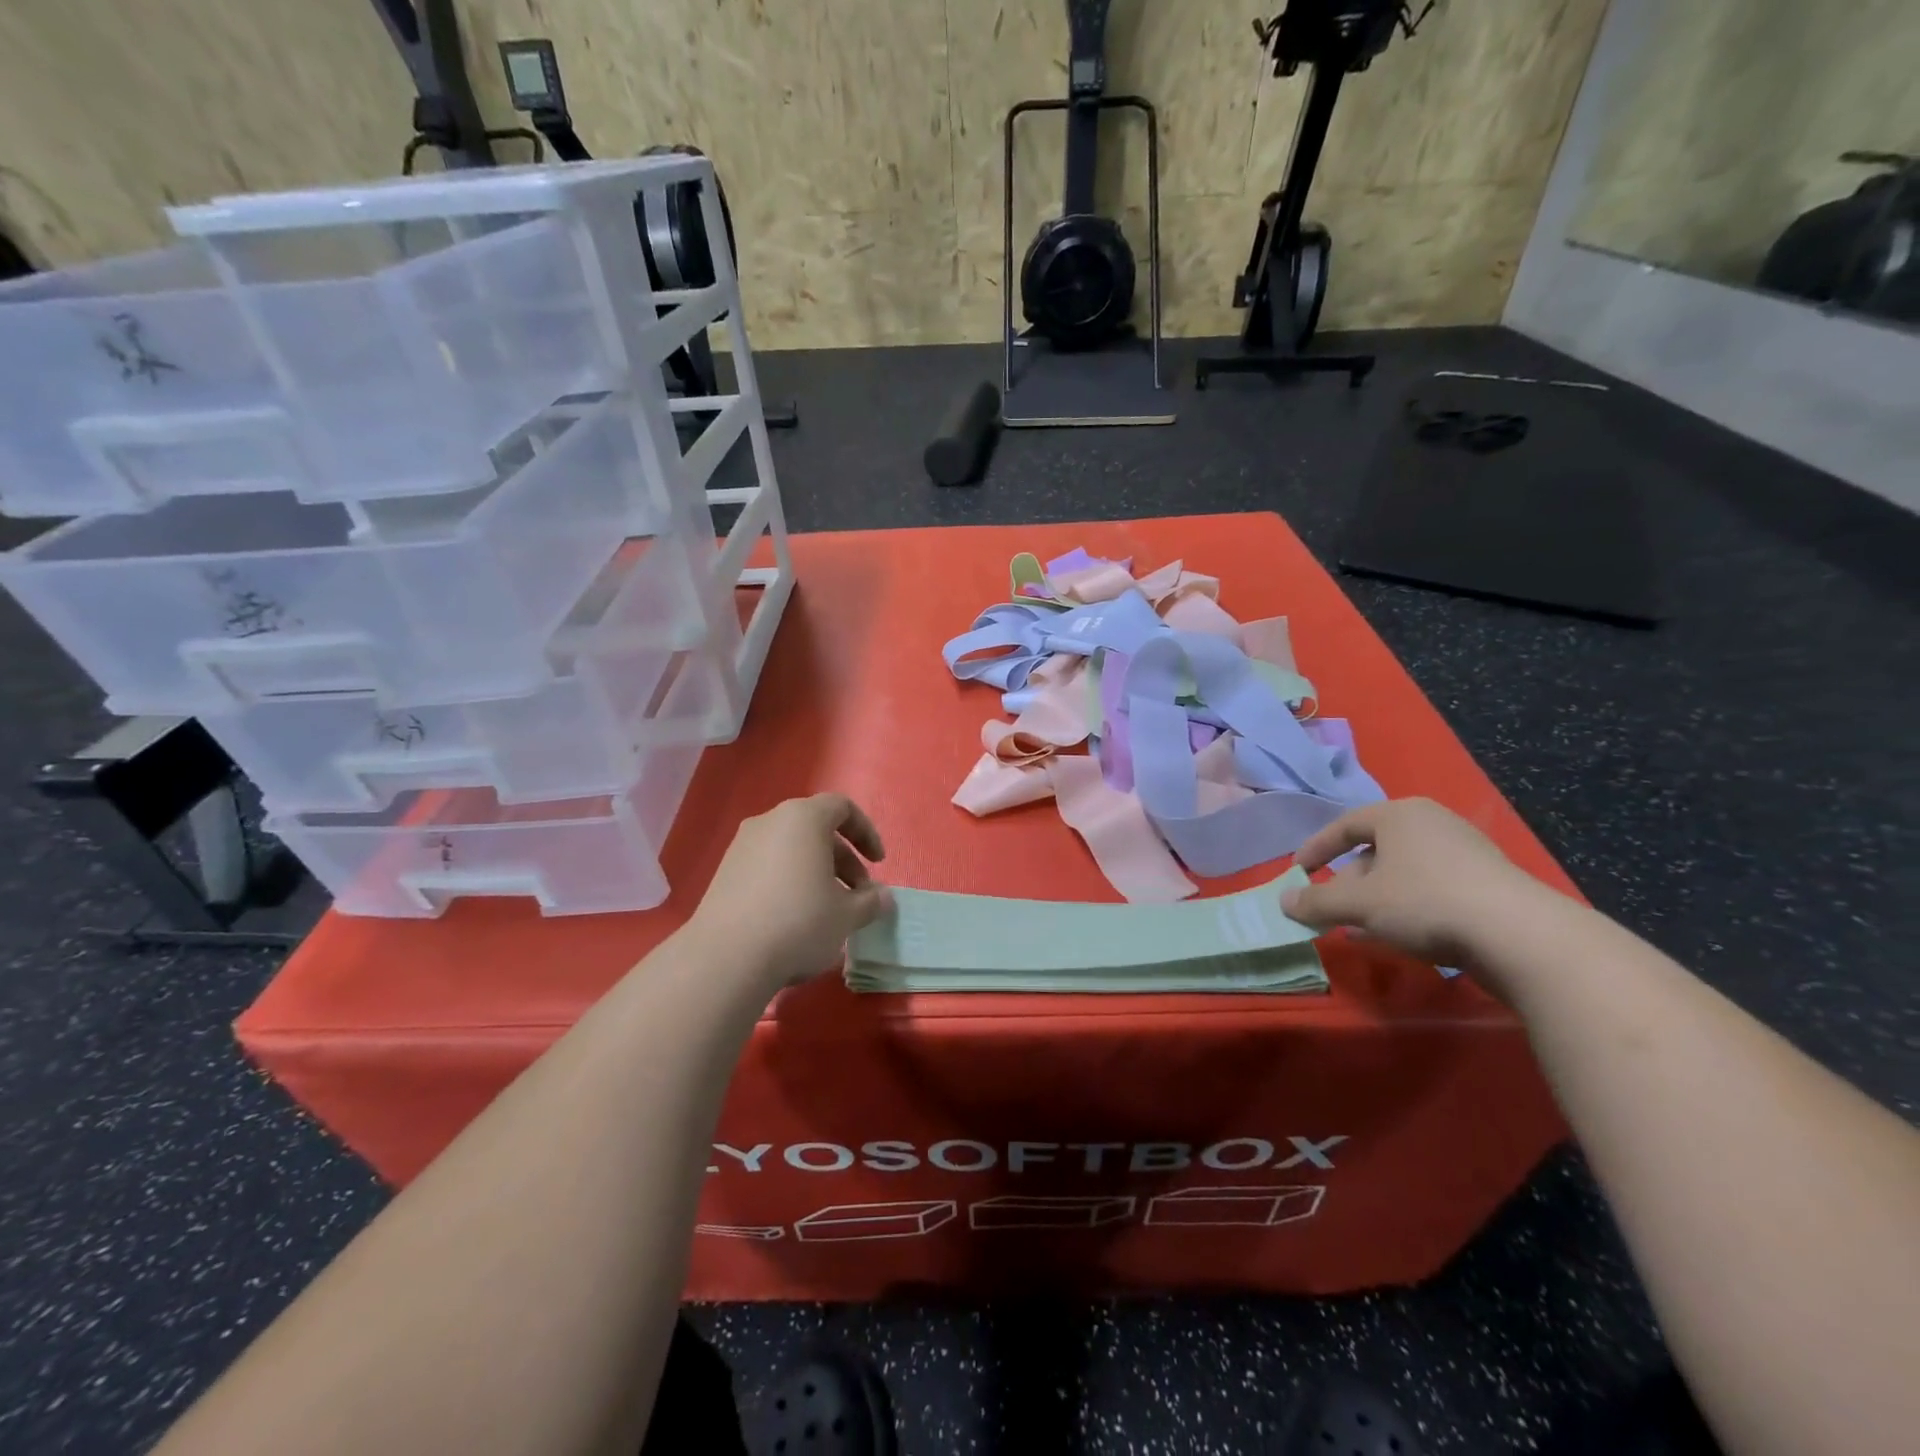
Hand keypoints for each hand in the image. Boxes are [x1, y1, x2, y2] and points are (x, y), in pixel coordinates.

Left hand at [686, 794, 891, 991]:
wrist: (726, 958)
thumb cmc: (799, 923)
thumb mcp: (847, 915)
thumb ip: (871, 901)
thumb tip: (883, 897)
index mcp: (803, 818)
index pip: (842, 807)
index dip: (866, 832)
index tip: (878, 863)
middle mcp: (770, 822)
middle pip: (816, 828)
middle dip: (843, 858)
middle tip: (857, 894)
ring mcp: (742, 846)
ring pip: (791, 848)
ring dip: (816, 871)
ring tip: (828, 910)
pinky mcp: (724, 872)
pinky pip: (768, 865)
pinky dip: (789, 880)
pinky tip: (795, 918)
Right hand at [1281, 798, 1543, 967]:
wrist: (1520, 935)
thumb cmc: (1425, 902)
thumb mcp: (1359, 904)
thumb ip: (1317, 901)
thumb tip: (1283, 901)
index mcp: (1399, 815)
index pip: (1344, 825)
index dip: (1316, 849)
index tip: (1298, 872)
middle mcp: (1432, 823)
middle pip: (1375, 849)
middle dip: (1348, 881)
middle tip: (1331, 908)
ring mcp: (1465, 852)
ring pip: (1403, 872)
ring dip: (1376, 899)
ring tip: (1360, 928)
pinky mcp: (1488, 883)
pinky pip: (1431, 888)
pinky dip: (1406, 907)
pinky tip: (1398, 936)